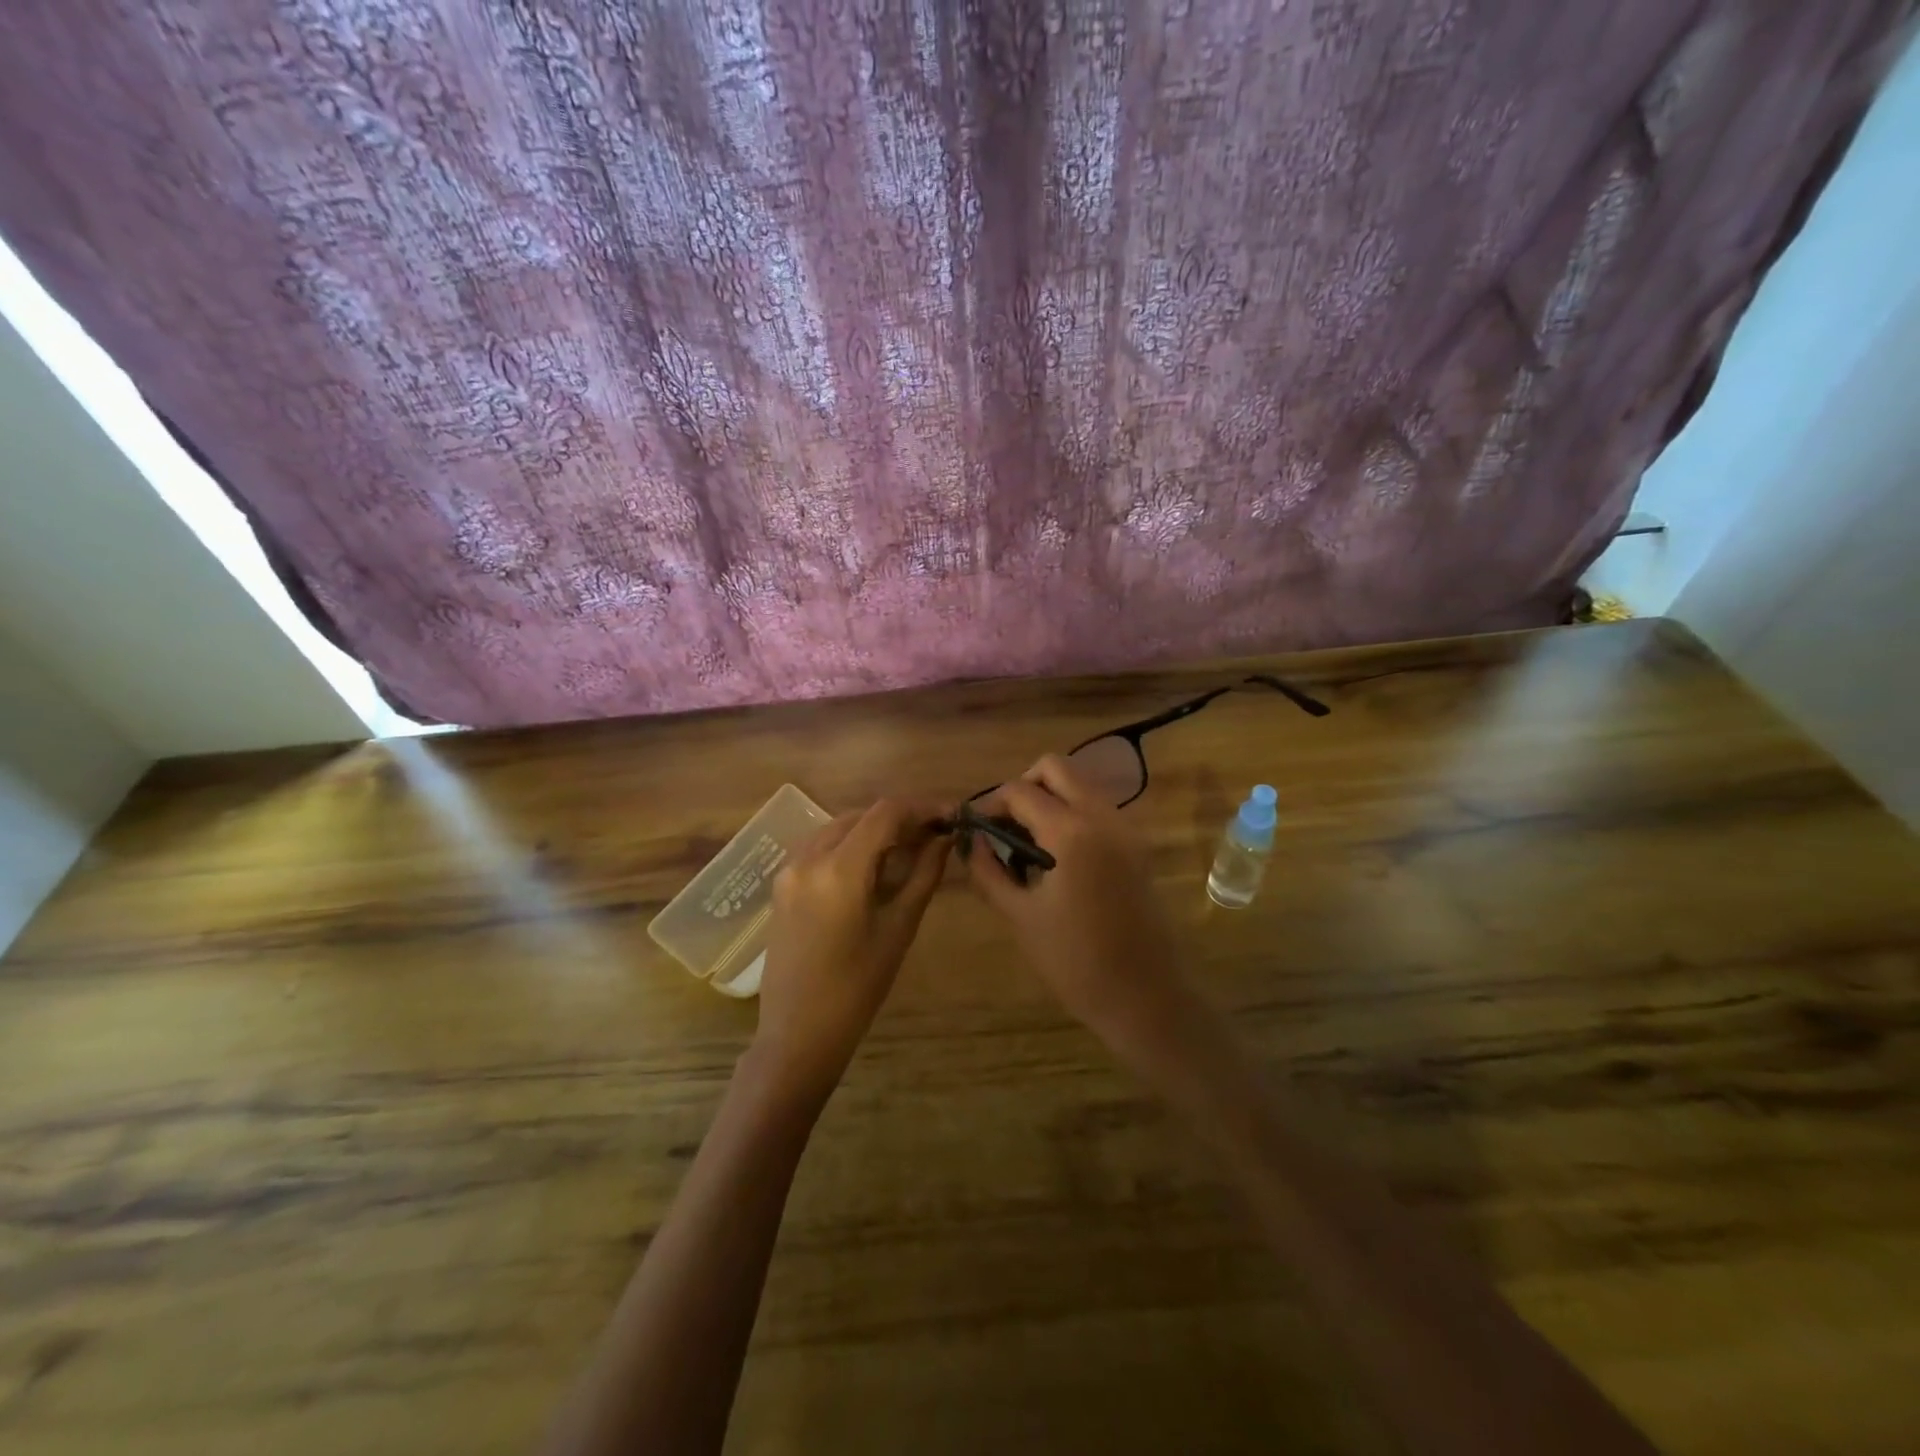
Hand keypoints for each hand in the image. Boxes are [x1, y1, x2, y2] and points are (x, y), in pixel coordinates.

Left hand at [753, 799, 949, 1102]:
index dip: (922, 807)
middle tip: (935, 837)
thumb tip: (944, 839)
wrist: (797, 1033)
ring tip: (908, 850)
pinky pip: (821, 846)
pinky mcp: (781, 883)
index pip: (885, 813)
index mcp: (839, 870)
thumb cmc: (857, 989)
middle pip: (861, 815)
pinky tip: (873, 866)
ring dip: (874, 830)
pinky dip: (850, 845)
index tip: (950, 815)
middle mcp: (808, 858)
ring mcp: (789, 869)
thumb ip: (923, 876)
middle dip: (900, 819)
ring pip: (839, 827)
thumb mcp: (899, 929)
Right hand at [963, 756, 1203, 1072]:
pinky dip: (1073, 814)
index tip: (976, 828)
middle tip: (1006, 825)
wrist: (1146, 997)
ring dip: (1050, 798)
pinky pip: (1099, 809)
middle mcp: (1102, 817)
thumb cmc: (1075, 962)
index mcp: (1070, 832)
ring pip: (1081, 785)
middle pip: (1056, 768)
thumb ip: (988, 871)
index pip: (1020, 791)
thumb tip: (972, 840)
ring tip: (1028, 843)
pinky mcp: (1138, 846)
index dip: (990, 803)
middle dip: (1024, 786)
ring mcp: (1126, 829)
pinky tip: (1057, 856)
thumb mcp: (1020, 916)